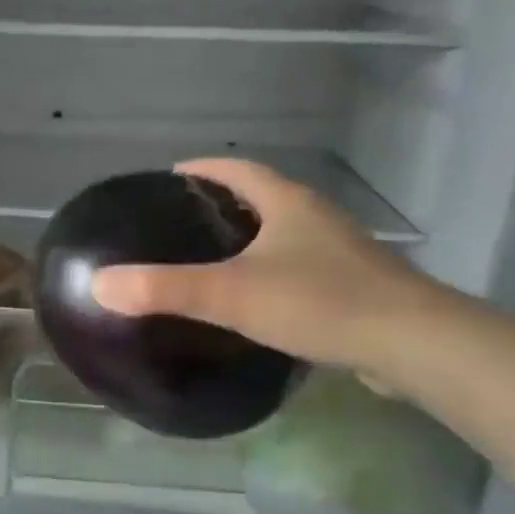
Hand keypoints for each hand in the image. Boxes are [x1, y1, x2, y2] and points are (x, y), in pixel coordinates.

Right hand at [91, 159, 443, 374]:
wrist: (414, 345)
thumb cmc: (319, 302)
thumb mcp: (231, 293)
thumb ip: (164, 289)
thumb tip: (99, 283)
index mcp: (288, 203)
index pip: (238, 169)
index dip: (203, 168)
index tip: (172, 176)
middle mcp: (316, 218)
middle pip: (264, 197)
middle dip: (224, 203)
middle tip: (184, 222)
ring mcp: (342, 253)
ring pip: (286, 234)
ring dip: (252, 238)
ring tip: (214, 260)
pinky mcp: (357, 288)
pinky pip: (304, 268)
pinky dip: (275, 273)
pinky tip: (260, 302)